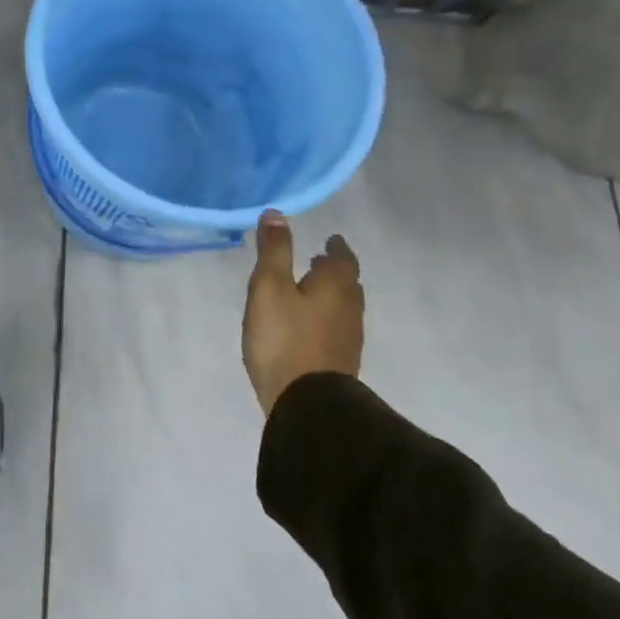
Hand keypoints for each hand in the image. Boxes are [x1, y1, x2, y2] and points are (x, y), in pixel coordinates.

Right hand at [243, 211, 364, 414]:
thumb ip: (274, 250)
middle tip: (317, 261)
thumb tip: (277, 213)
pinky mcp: (340, 362)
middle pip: (347, 282)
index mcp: (336, 286)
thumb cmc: (285, 338)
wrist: (307, 404)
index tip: (329, 239)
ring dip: (330, 293)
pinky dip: (325, 316)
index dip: (336, 247)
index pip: (343, 258)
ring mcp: (348, 338)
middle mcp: (350, 308)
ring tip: (309, 289)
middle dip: (333, 269)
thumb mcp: (269, 287)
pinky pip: (336, 327)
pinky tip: (307, 323)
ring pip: (343, 306)